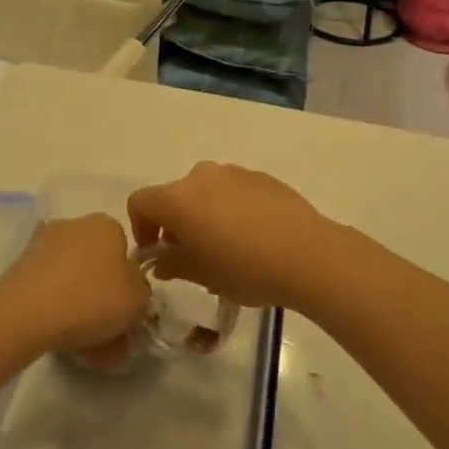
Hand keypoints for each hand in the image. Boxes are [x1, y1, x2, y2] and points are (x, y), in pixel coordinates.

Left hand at [0, 214, 151, 364]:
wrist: (25, 313)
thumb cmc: (90, 297)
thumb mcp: (138, 296)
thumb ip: (142, 288)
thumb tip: (131, 287)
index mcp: (105, 224)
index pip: (125, 250)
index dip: (129, 283)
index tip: (129, 312)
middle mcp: (74, 225)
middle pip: (98, 267)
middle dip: (106, 302)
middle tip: (112, 339)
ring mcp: (43, 246)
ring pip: (74, 282)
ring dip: (84, 312)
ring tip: (89, 352)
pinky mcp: (21, 268)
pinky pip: (51, 291)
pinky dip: (60, 313)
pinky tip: (64, 343)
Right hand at [128, 163, 355, 310]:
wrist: (308, 253)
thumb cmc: (245, 268)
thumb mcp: (202, 275)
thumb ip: (172, 264)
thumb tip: (160, 260)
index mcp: (179, 198)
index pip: (140, 202)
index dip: (141, 227)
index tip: (156, 253)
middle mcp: (201, 176)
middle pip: (174, 195)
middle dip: (175, 223)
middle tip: (192, 256)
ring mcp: (234, 172)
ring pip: (205, 192)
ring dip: (204, 214)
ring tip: (226, 247)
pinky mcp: (261, 177)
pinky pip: (233, 191)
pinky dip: (231, 208)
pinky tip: (253, 237)